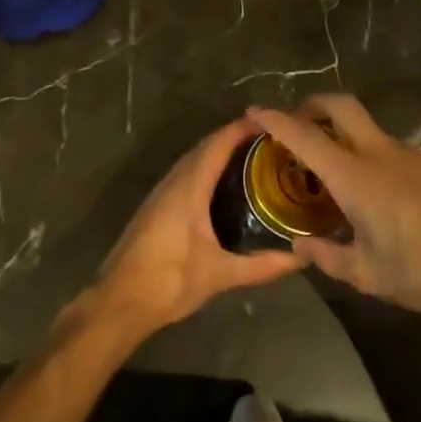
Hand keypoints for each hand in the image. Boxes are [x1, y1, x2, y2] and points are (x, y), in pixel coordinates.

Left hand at [84, 117, 302, 343]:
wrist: (119, 301)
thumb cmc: (169, 281)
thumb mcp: (220, 274)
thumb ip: (261, 266)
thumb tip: (301, 259)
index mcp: (188, 188)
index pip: (217, 145)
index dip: (240, 129)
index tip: (268, 121)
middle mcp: (173, 182)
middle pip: (204, 148)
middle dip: (233, 138)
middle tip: (266, 140)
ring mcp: (160, 194)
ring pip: (192, 160)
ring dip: (217, 152)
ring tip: (250, 157)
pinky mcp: (155, 207)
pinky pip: (184, 174)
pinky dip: (205, 169)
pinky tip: (220, 185)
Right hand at [247, 94, 420, 314]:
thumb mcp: (366, 275)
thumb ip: (326, 257)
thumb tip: (299, 244)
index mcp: (355, 177)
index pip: (305, 137)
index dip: (276, 120)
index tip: (255, 112)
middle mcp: (379, 153)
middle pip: (339, 105)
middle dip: (312, 104)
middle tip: (297, 124)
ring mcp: (409, 153)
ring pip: (366, 125)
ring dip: (342, 131)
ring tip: (334, 168)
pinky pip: (389, 145)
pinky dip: (369, 152)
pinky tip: (375, 189)